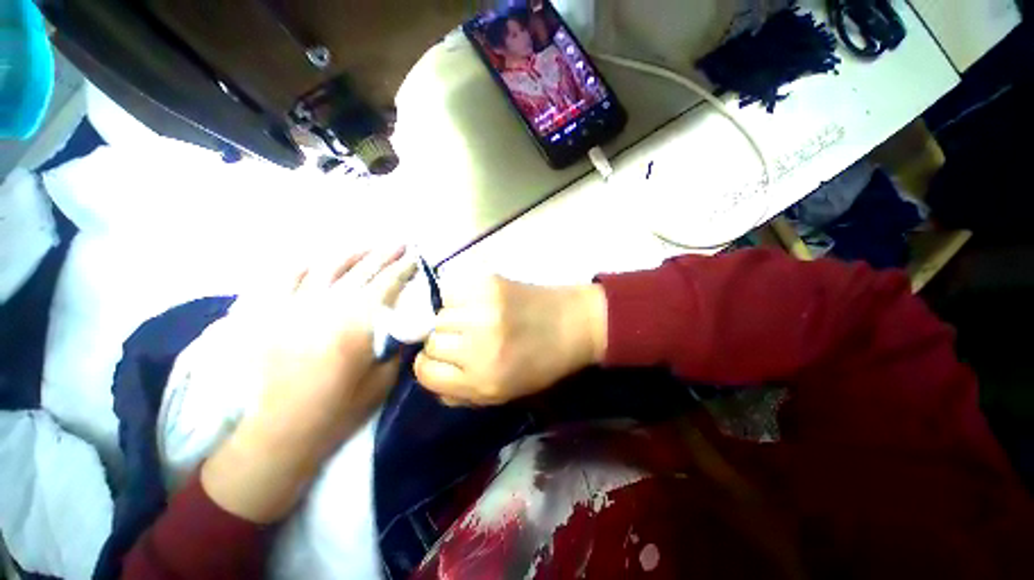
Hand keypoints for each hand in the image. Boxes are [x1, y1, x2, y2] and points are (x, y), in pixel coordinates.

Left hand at [201, 248, 415, 522]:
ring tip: (365, 247)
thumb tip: (408, 323)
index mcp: (358, 322)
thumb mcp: (383, 380)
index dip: (404, 268)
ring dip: (350, 254)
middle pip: (361, 270)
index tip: (415, 257)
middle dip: (384, 254)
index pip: (387, 284)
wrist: (281, 431)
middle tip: (399, 243)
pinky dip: (303, 266)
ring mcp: (294, 307)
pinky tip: (315, 261)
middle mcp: (327, 305)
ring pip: (326, 267)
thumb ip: (397, 346)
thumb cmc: (338, 409)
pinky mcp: (270, 315)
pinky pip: (285, 279)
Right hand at [415, 276, 607, 406]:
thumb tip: (430, 374)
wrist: (572, 323)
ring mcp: (483, 310)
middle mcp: (478, 345)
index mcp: (483, 380)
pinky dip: (457, 297)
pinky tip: (476, 302)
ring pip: (438, 314)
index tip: (444, 359)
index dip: (430, 366)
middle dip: (442, 342)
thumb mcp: (502, 394)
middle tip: (464, 337)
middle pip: (431, 340)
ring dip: (450, 318)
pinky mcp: (488, 284)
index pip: (425, 372)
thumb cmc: (541, 363)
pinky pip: (451, 291)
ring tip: (472, 318)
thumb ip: (461, 392)